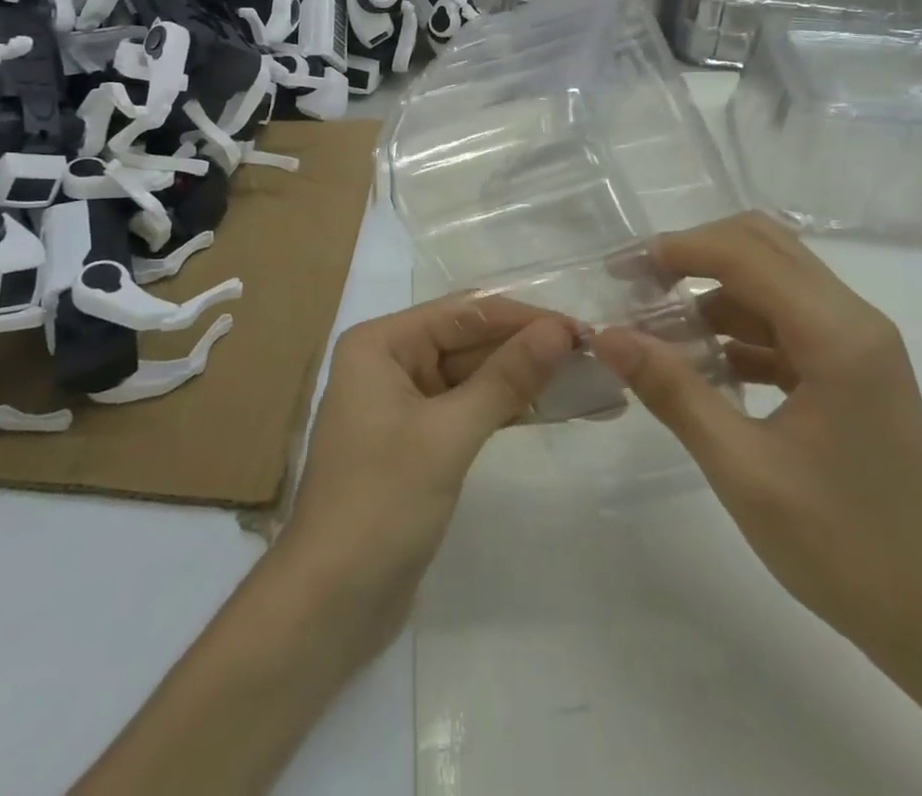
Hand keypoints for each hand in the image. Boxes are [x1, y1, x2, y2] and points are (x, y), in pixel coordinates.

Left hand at [281, 296, 577, 631]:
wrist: (330, 607)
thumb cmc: (381, 504)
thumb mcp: (448, 435)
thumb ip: (505, 378)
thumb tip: (559, 331)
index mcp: (381, 344)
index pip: (463, 314)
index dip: (522, 318)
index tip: (580, 329)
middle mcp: (389, 362)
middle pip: (468, 342)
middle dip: (526, 348)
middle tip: (592, 356)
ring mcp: (402, 403)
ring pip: (473, 376)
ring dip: (523, 379)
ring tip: (584, 380)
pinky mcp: (417, 442)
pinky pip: (469, 409)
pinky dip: (507, 409)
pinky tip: (552, 409)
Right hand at [591, 212, 921, 679]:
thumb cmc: (842, 547)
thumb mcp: (742, 469)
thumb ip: (672, 390)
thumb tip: (606, 335)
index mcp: (837, 334)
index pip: (745, 254)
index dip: (678, 250)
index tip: (622, 270)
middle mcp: (854, 320)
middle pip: (764, 246)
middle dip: (696, 254)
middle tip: (640, 286)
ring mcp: (858, 344)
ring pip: (774, 280)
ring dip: (714, 291)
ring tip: (658, 329)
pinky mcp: (853, 370)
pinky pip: (786, 321)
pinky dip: (739, 327)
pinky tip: (703, 365)